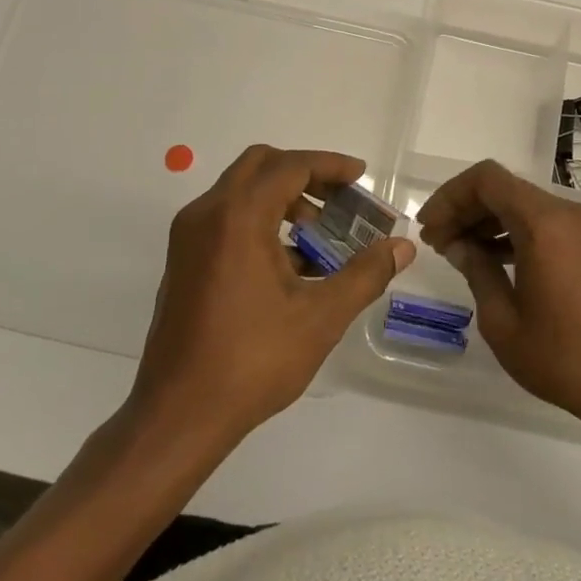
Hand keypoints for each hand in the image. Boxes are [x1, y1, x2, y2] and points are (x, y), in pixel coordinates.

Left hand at [132, 145, 413, 445]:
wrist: (178, 415)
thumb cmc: (252, 361)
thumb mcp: (320, 317)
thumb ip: (365, 274)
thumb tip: (402, 247)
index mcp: (238, 217)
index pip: (289, 166)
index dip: (330, 166)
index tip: (361, 177)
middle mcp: (207, 214)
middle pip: (260, 165)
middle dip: (304, 174)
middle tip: (339, 199)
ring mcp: (188, 237)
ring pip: (240, 191)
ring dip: (282, 199)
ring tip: (319, 237)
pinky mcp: (182, 260)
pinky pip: (226, 218)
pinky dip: (259, 220)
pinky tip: (289, 264)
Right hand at [417, 159, 580, 435]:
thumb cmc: (560, 357)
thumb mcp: (501, 320)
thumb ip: (476, 270)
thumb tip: (458, 245)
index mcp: (544, 224)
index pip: (487, 180)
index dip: (451, 196)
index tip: (430, 227)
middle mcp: (567, 213)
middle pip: (505, 188)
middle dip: (466, 209)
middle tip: (437, 241)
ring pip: (524, 204)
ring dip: (488, 220)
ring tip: (459, 251)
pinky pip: (545, 223)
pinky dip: (515, 231)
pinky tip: (493, 259)